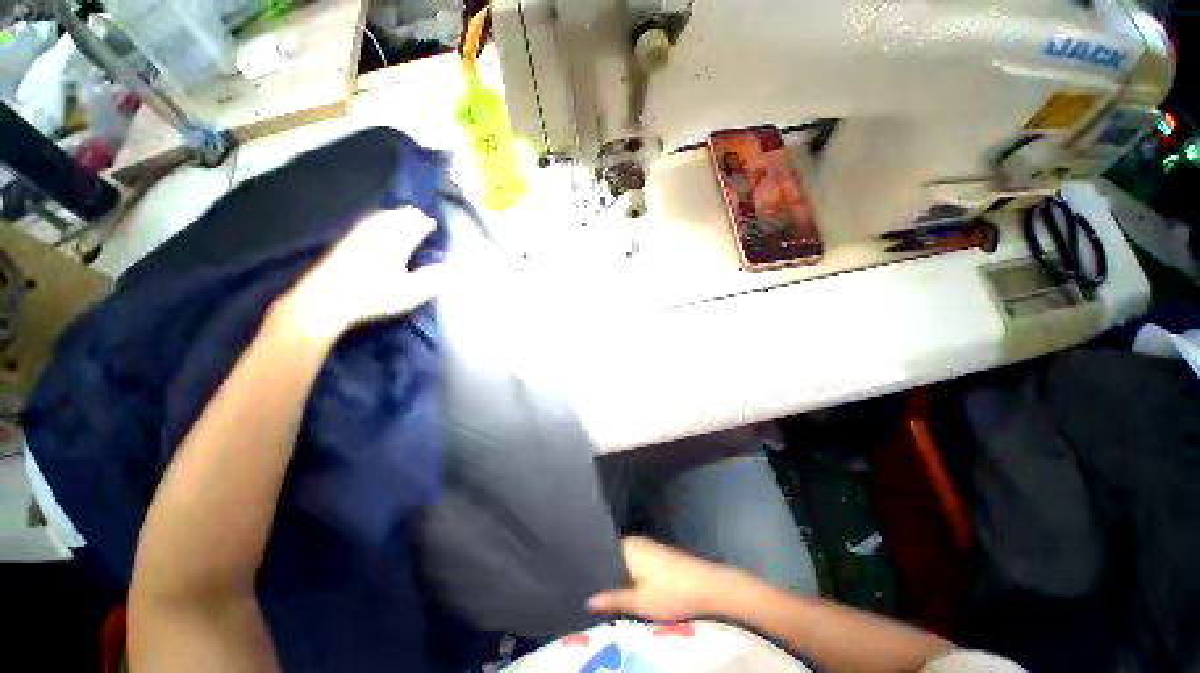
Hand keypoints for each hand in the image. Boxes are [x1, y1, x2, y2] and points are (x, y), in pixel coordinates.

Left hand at [279, 208, 445, 339]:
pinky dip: (385, 221)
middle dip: (416, 217)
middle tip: (426, 227)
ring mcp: (362, 231)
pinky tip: (385, 231)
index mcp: (398, 240)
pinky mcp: (349, 237)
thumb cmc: (373, 296)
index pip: (419, 222)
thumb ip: (432, 279)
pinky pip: (373, 220)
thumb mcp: (409, 294)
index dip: (430, 225)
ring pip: (387, 214)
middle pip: (402, 213)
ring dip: (401, 217)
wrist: (326, 298)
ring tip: (410, 226)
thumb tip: (449, 268)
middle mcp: (380, 229)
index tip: (438, 231)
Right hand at [588, 537, 748, 622]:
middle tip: (588, 588)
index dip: (591, 563)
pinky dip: (629, 574)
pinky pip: (635, 562)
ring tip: (603, 591)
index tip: (578, 577)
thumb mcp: (639, 601)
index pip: (602, 550)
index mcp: (628, 546)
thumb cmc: (671, 592)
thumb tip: (587, 600)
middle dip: (603, 571)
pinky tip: (626, 588)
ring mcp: (648, 547)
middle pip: (613, 555)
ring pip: (625, 560)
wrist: (707, 586)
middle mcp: (636, 542)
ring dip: (617, 574)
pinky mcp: (658, 555)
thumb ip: (613, 599)